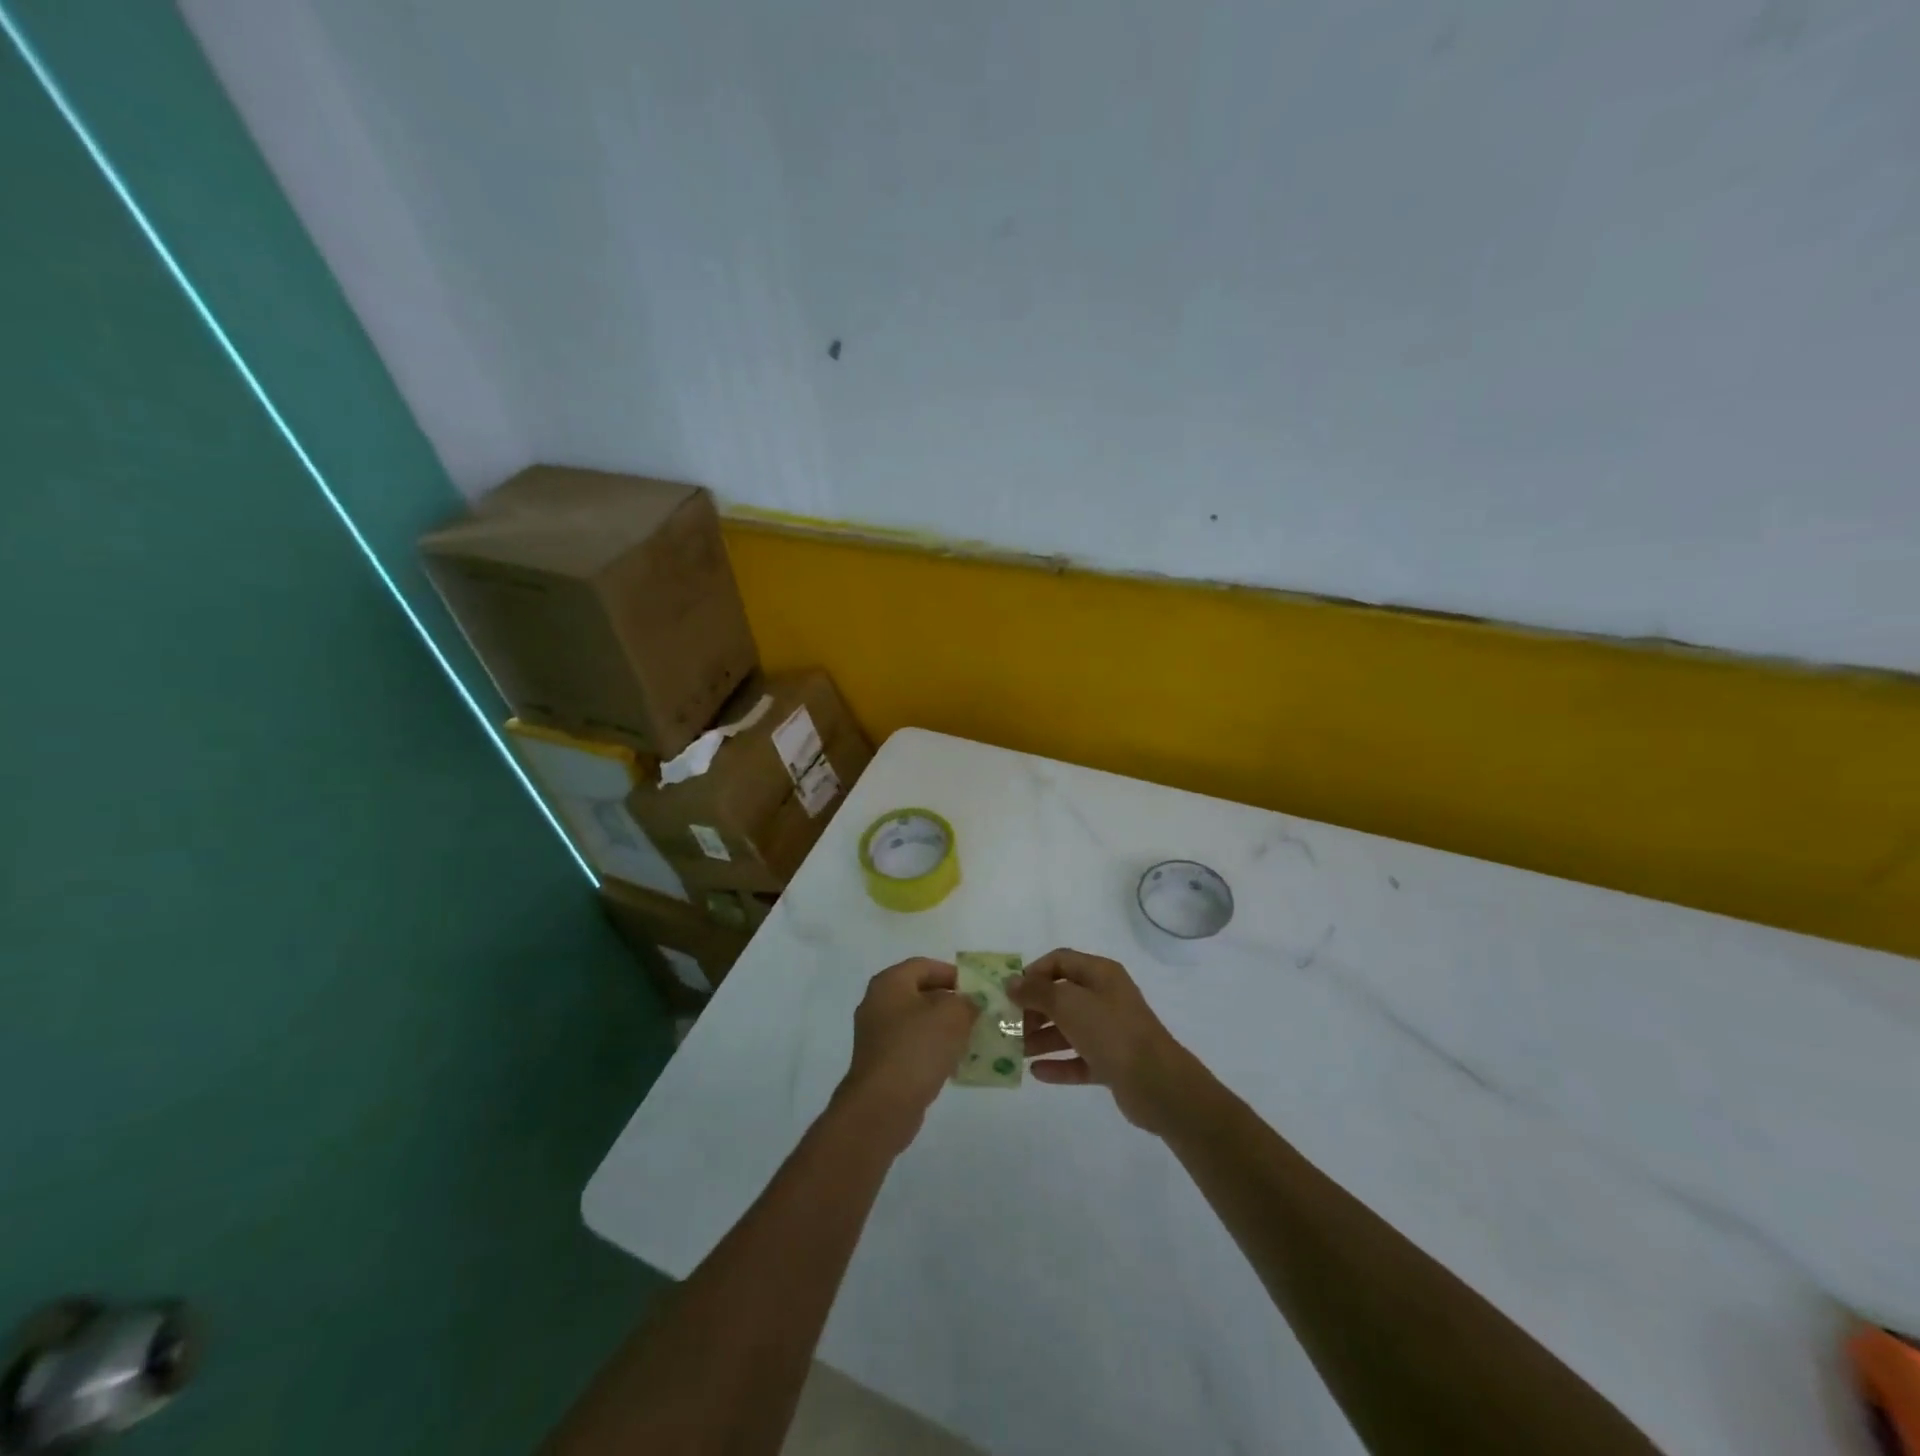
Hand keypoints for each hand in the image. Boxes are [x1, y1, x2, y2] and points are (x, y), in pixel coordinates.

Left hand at [834, 958, 978, 1152]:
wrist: (883, 1105)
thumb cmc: (917, 1048)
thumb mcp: (953, 1016)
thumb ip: (966, 1002)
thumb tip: (969, 1003)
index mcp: (889, 983)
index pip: (923, 966)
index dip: (952, 973)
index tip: (976, 988)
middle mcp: (878, 1004)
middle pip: (920, 994)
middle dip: (950, 1002)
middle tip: (977, 1013)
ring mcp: (877, 1036)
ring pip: (917, 1023)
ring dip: (943, 1028)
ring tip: (971, 1038)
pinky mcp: (882, 1064)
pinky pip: (913, 1047)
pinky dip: (933, 1050)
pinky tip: (954, 1063)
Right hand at [1009, 949, 1196, 1133]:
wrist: (1157, 1083)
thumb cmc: (1111, 1032)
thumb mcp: (1069, 1004)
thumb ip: (1036, 992)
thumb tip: (1011, 982)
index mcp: (1100, 974)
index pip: (1060, 960)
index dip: (1034, 972)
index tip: (1012, 992)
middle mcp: (1106, 997)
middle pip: (1062, 996)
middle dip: (1034, 1010)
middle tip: (1009, 1026)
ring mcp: (1111, 1031)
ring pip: (1069, 1029)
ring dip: (1042, 1038)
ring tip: (1015, 1052)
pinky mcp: (1113, 1062)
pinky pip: (1079, 1059)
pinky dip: (1059, 1064)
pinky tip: (1036, 1072)